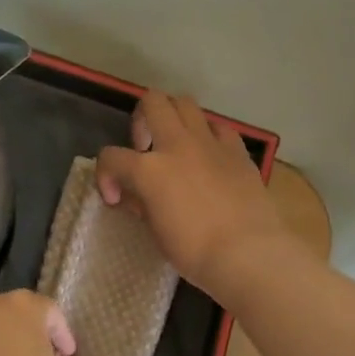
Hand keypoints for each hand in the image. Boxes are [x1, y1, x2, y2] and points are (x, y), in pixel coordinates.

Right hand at [95, 91, 300, 301]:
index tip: (116, 198)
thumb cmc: (195, 251)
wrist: (248, 253)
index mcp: (150, 169)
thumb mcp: (157, 234)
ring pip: (185, 103)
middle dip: (140, 120)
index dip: (105, 176)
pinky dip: (207, 135)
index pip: (111, 157)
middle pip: (152, 102)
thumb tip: (136, 196)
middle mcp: (178, 145)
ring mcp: (210, 143)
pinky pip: (219, 127)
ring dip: (173, 118)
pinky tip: (208, 157)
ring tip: (175, 146)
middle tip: (144, 148)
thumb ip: (142, 206)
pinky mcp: (238, 151)